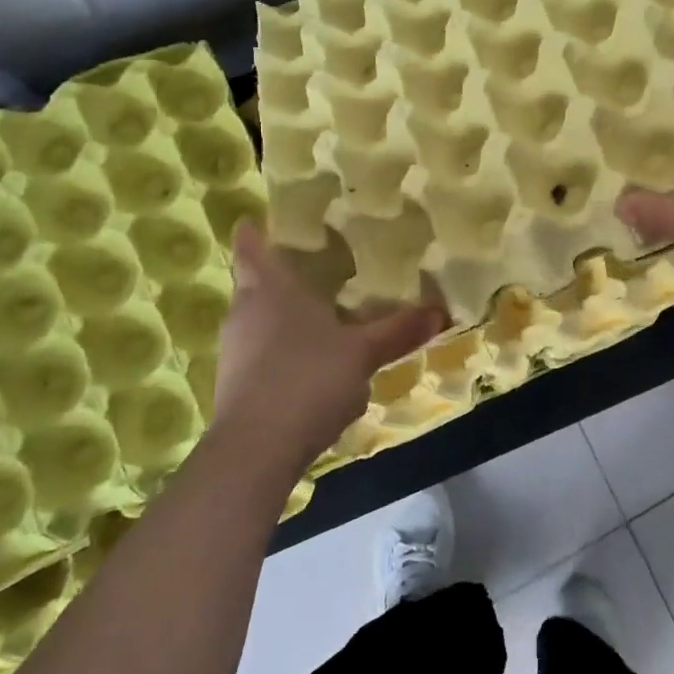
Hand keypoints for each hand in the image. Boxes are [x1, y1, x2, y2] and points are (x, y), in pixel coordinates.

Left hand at [213, 225, 444, 479]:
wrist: (255, 452)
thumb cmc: (308, 380)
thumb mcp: (362, 353)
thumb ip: (398, 331)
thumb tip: (440, 311)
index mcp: (269, 290)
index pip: (251, 247)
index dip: (253, 232)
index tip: (255, 220)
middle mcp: (243, 314)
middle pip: (254, 285)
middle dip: (278, 280)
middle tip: (308, 271)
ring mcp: (233, 354)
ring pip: (258, 325)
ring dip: (283, 323)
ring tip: (320, 324)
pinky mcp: (233, 389)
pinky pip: (260, 360)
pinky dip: (283, 360)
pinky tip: (314, 378)